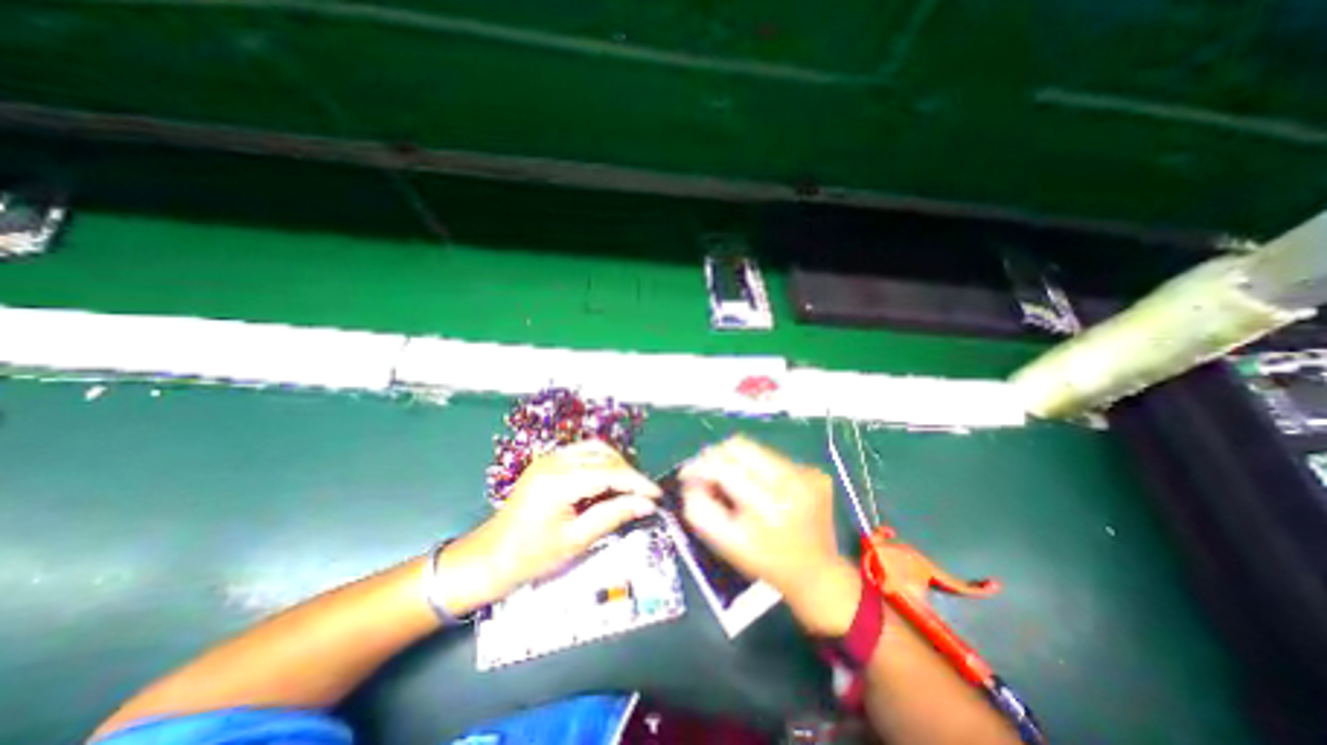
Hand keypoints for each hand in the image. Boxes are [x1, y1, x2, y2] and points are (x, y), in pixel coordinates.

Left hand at [438, 438, 658, 614]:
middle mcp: (555, 460)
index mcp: (560, 481)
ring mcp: (549, 457)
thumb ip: (614, 515)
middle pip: (605, 454)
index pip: (611, 472)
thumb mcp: (577, 540)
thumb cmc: (532, 556)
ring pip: (595, 448)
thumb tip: (646, 504)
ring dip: (616, 464)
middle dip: (629, 472)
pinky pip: (583, 452)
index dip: (638, 482)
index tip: (657, 495)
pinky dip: (601, 462)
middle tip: (643, 494)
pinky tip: (607, 480)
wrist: (490, 557)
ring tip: (628, 488)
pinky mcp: (548, 461)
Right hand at [678, 438, 855, 632]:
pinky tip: (763, 489)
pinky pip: (774, 457)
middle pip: (739, 446)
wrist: (817, 573)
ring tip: (737, 482)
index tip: (688, 474)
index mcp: (767, 507)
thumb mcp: (726, 544)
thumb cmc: (766, 561)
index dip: (699, 466)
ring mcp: (807, 474)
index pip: (724, 466)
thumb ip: (699, 509)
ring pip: (755, 447)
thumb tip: (690, 478)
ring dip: (738, 461)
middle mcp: (790, 483)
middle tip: (709, 473)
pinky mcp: (815, 471)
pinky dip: (760, 468)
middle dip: (716, 456)